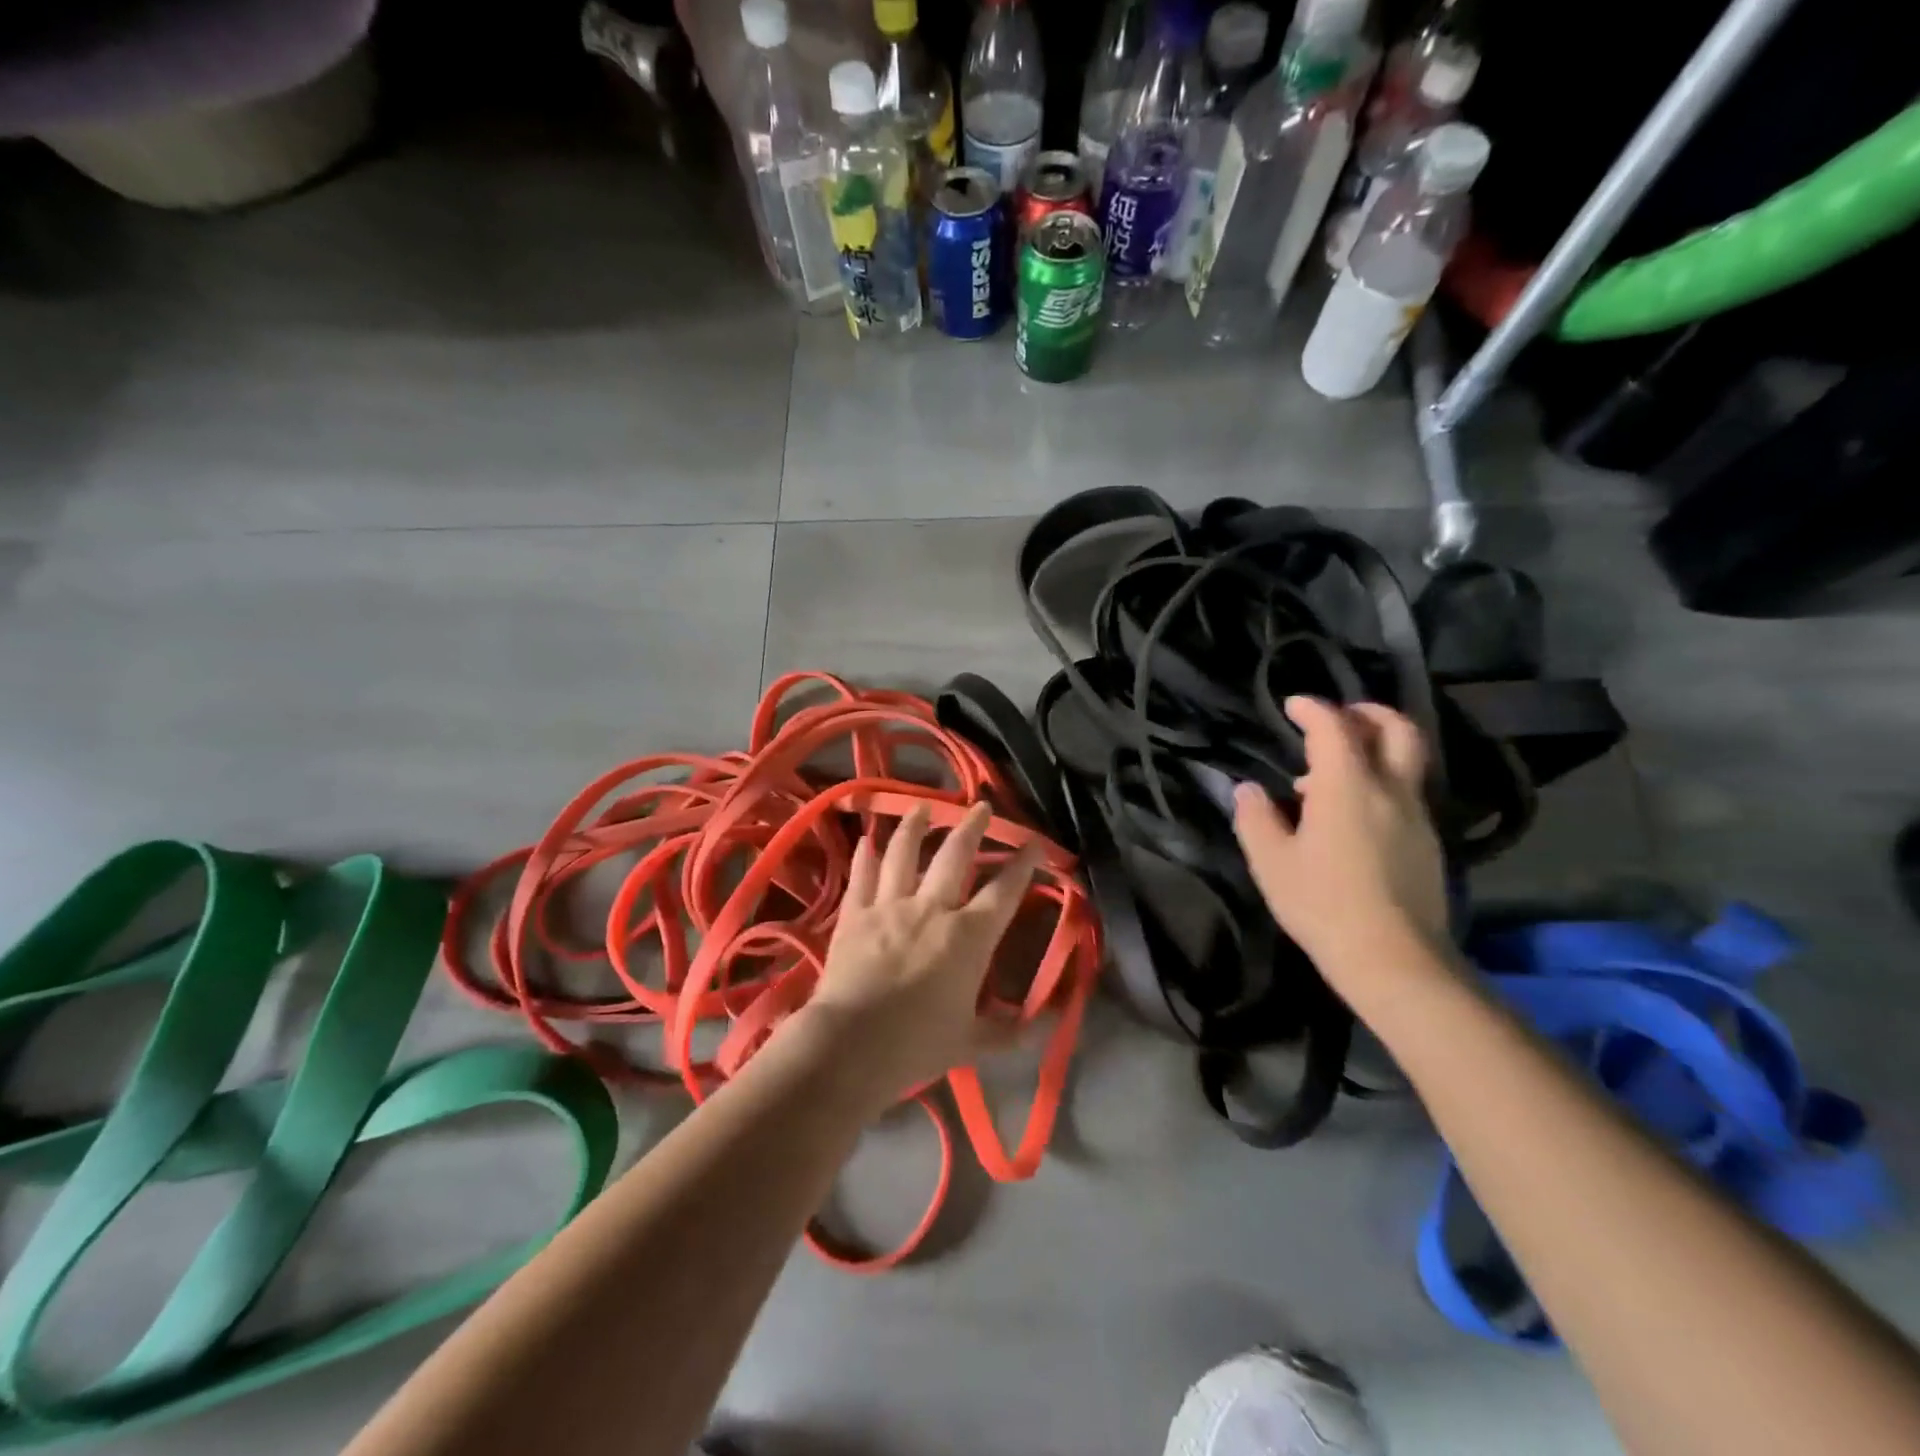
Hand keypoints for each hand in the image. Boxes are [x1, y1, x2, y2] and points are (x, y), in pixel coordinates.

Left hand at [802, 801, 1042, 1108]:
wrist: (851, 1045)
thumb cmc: (918, 1045)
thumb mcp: (972, 1042)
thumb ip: (1009, 1031)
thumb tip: (1048, 1026)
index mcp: (968, 937)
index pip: (1004, 891)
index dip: (1022, 865)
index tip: (1033, 843)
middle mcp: (931, 909)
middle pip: (955, 856)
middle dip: (972, 827)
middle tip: (981, 807)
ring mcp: (889, 907)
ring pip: (904, 854)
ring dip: (915, 827)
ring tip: (922, 807)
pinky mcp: (854, 915)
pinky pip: (862, 877)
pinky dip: (865, 856)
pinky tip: (867, 840)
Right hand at [1233, 696, 1449, 988]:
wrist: (1394, 958)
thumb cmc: (1322, 904)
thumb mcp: (1271, 862)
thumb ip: (1256, 818)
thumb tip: (1249, 790)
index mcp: (1348, 786)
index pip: (1334, 727)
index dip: (1312, 709)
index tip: (1293, 705)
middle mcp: (1390, 790)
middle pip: (1396, 729)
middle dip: (1368, 712)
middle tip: (1340, 716)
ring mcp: (1417, 816)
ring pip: (1406, 761)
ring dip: (1374, 750)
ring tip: (1332, 774)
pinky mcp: (1428, 843)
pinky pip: (1406, 793)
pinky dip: (1381, 782)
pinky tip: (1352, 814)